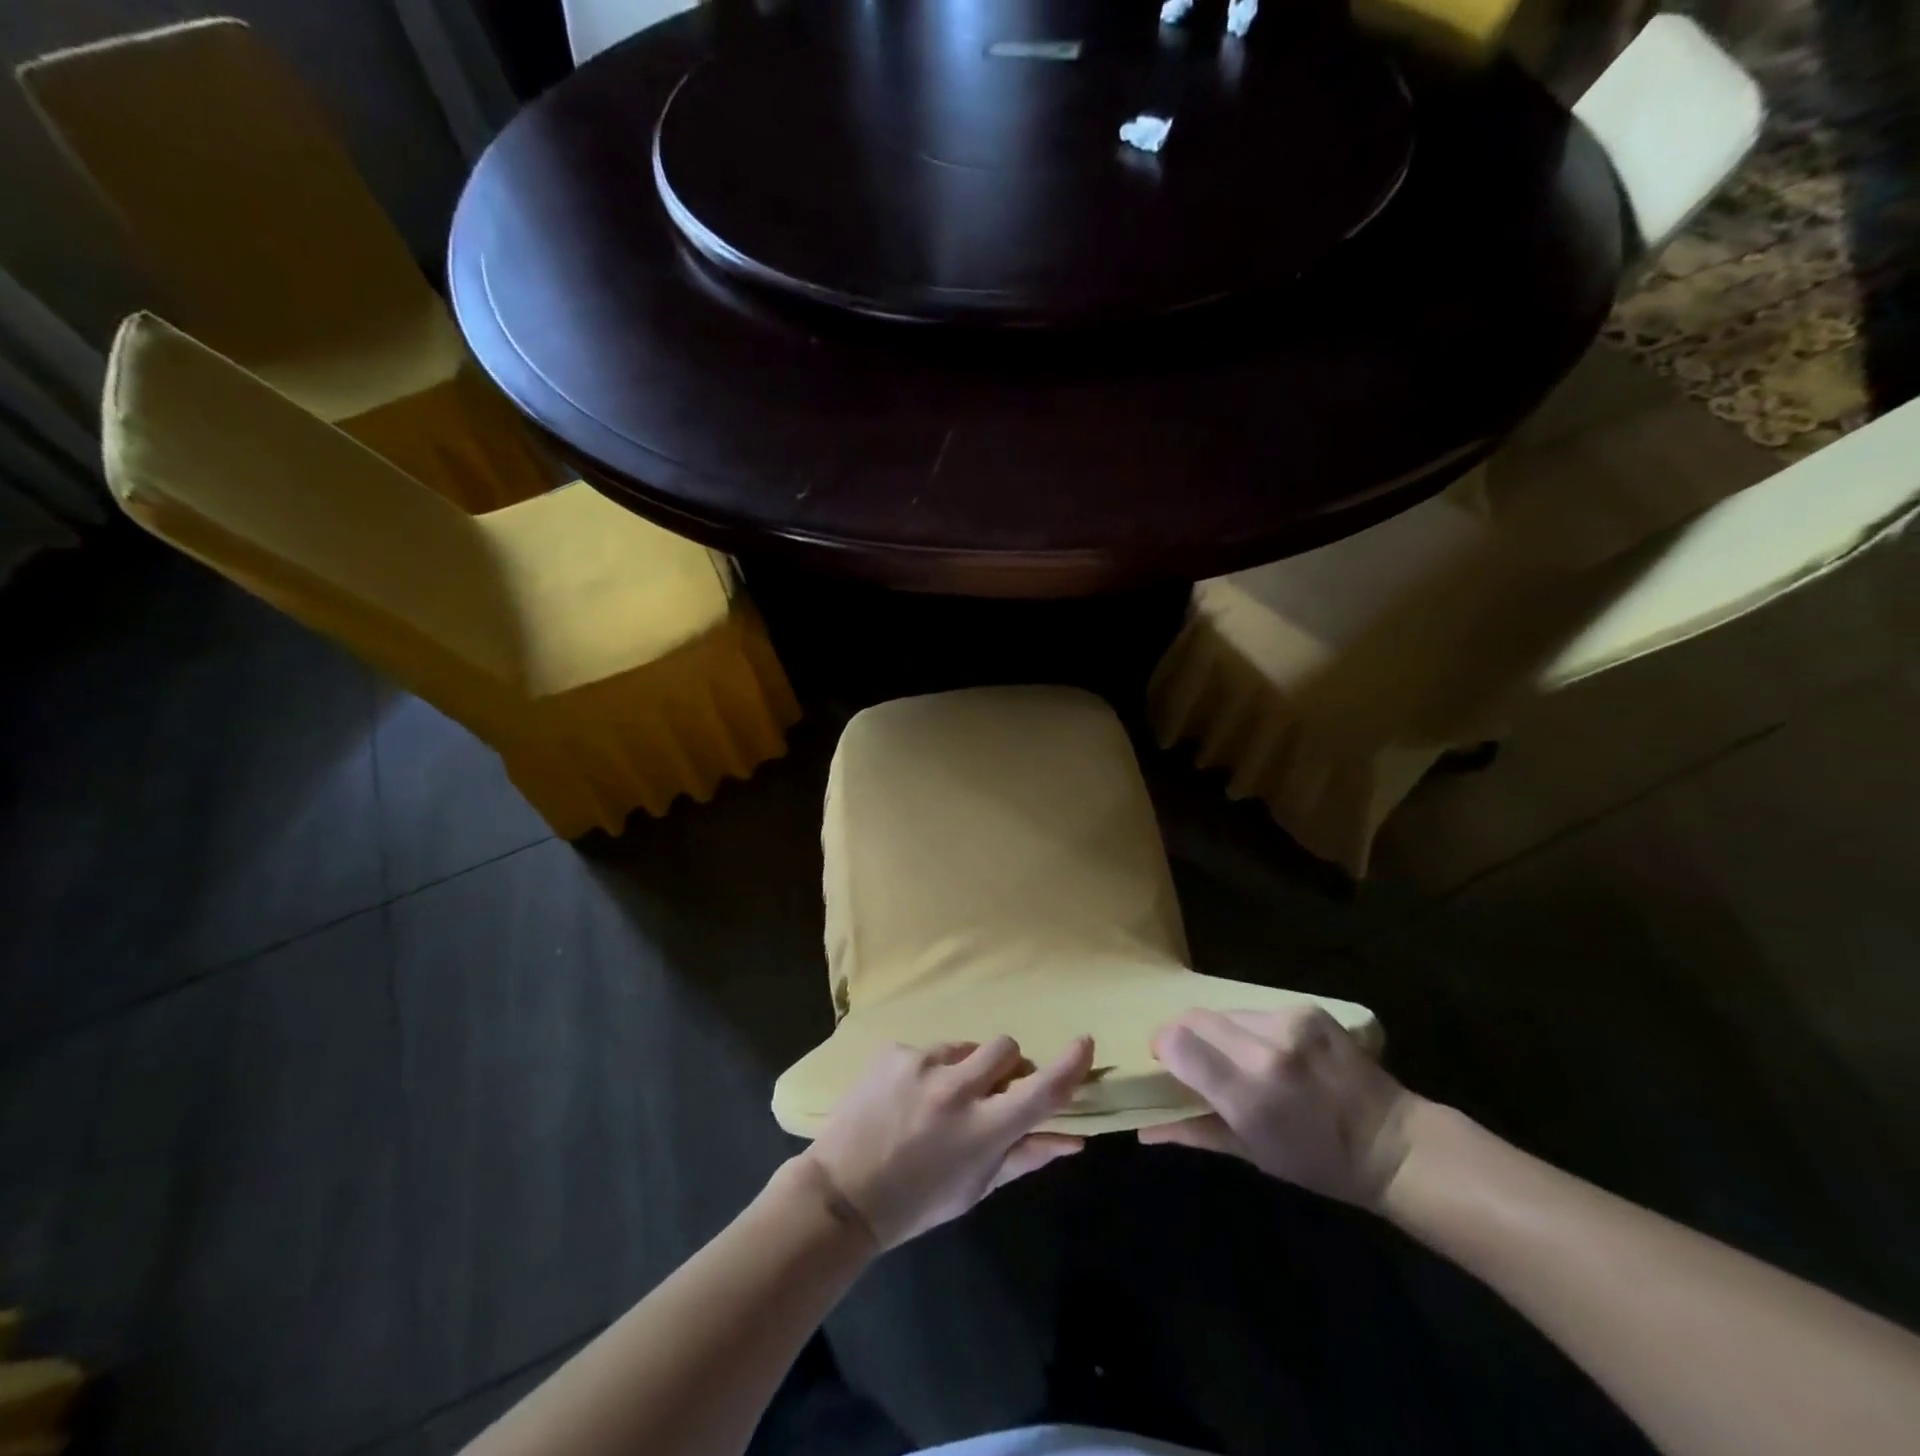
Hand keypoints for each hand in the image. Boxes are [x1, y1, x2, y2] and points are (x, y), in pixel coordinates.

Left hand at [804, 1036, 1094, 1248]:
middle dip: (1007, 1064)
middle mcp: (956, 1089)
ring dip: (964, 1068)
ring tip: (937, 1102)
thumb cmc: (917, 1201)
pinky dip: (928, 1070)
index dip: (1070, 1065)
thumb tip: (1074, 1139)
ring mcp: (921, 1064)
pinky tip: (907, 1099)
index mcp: (982, 1130)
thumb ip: (1026, 1156)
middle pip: (1006, 1047)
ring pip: (966, 1047)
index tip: (1084, 1043)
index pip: (1041, 1090)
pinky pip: (928, 1051)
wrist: (842, 1193)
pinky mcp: (894, 1052)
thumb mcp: (976, 1187)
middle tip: (990, 1090)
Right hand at [1140, 1007, 1414, 1208]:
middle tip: (1198, 1062)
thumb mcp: (1252, 1153)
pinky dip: (1251, 1028)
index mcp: (1249, 1094)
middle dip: (1186, 1036)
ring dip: (1220, 1032)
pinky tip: (1273, 1051)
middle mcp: (1265, 1050)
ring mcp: (1289, 1023)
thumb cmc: (1318, 1162)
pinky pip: (1256, 1010)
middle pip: (1194, 1018)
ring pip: (1224, 1012)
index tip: (1168, 1064)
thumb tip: (1142, 1131)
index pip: (1177, 1043)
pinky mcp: (1306, 1009)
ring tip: (1240, 1060)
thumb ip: (1193, 1132)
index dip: (1164, 1048)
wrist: (1393, 1144)